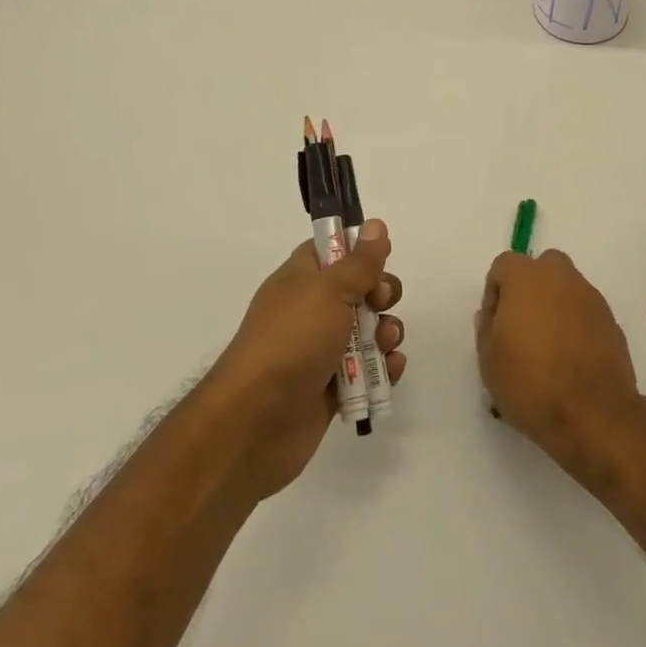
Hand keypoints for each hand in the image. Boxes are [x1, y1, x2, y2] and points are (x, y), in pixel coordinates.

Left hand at [205, 219, 405, 499]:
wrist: (256, 422)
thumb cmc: (291, 341)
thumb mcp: (329, 291)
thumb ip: (359, 262)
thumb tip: (376, 224)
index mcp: (301, 280)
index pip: (332, 251)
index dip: (359, 251)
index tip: (379, 258)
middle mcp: (311, 311)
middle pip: (359, 291)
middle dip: (381, 295)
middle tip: (380, 303)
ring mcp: (321, 351)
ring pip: (369, 332)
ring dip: (387, 334)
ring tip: (386, 345)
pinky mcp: (332, 388)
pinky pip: (368, 370)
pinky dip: (383, 369)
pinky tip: (390, 370)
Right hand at [475, 248, 642, 476]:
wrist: (593, 413)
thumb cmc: (530, 383)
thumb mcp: (489, 361)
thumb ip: (487, 328)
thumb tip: (493, 314)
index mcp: (526, 278)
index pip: (505, 265)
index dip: (496, 292)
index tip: (496, 324)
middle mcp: (561, 277)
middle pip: (542, 268)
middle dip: (530, 289)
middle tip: (522, 327)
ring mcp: (591, 297)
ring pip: (566, 288)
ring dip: (555, 306)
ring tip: (548, 347)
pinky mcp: (611, 321)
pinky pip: (585, 311)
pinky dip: (576, 324)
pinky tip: (571, 358)